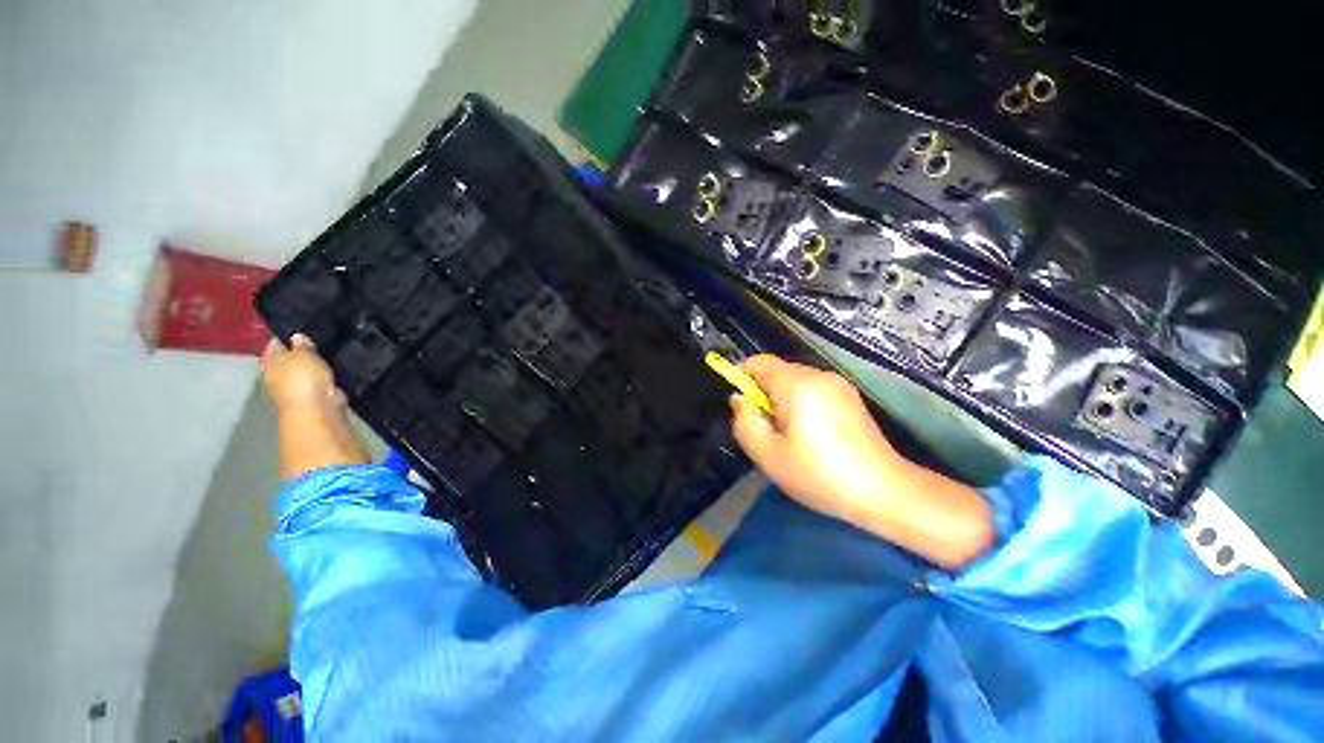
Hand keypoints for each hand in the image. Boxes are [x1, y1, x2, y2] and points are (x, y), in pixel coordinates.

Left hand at [260, 334, 346, 413]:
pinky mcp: (313, 394)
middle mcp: (278, 374)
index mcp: (269, 362)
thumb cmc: (303, 377)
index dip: (286, 336)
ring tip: (327, 353)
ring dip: (313, 364)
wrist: (317, 407)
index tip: (301, 329)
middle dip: (300, 351)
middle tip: (317, 340)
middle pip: (288, 358)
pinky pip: (317, 380)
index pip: (274, 344)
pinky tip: (333, 368)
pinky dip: (323, 375)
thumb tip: (297, 336)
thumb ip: (301, 345)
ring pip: (304, 370)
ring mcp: (295, 386)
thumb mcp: (303, 354)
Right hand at [729, 355, 994, 569]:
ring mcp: (838, 385)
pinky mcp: (850, 397)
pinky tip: (810, 434)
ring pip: (795, 381)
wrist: (884, 491)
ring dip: (781, 399)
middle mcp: (818, 375)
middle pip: (777, 371)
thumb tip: (739, 398)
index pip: (759, 362)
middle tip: (763, 427)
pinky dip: (800, 402)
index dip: (741, 375)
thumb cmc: (819, 474)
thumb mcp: (767, 454)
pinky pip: (813, 389)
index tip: (739, 402)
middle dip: (762, 392)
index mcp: (797, 384)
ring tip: (787, 434)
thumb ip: (744, 421)